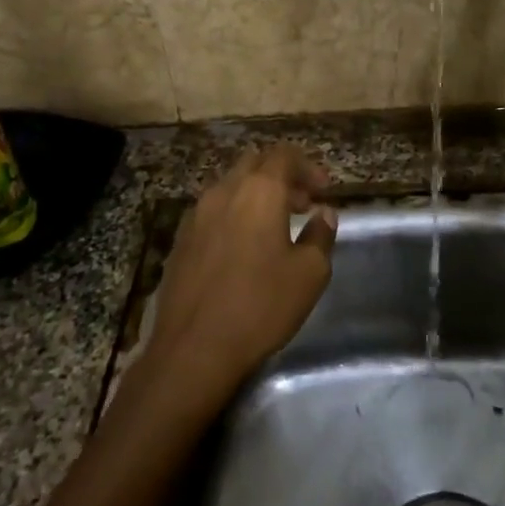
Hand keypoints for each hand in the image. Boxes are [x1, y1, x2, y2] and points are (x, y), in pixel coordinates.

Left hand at [148, 145, 337, 402]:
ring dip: (256, 195)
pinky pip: (212, 211)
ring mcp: (196, 215)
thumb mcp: (309, 274)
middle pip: (254, 163)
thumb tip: (324, 214)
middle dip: (281, 177)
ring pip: (230, 186)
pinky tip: (243, 248)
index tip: (323, 191)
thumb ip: (320, 235)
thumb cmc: (260, 306)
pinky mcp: (180, 240)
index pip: (284, 155)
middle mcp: (224, 191)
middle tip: (302, 204)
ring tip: (275, 227)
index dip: (308, 167)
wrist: (192, 350)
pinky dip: (233, 214)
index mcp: (259, 191)